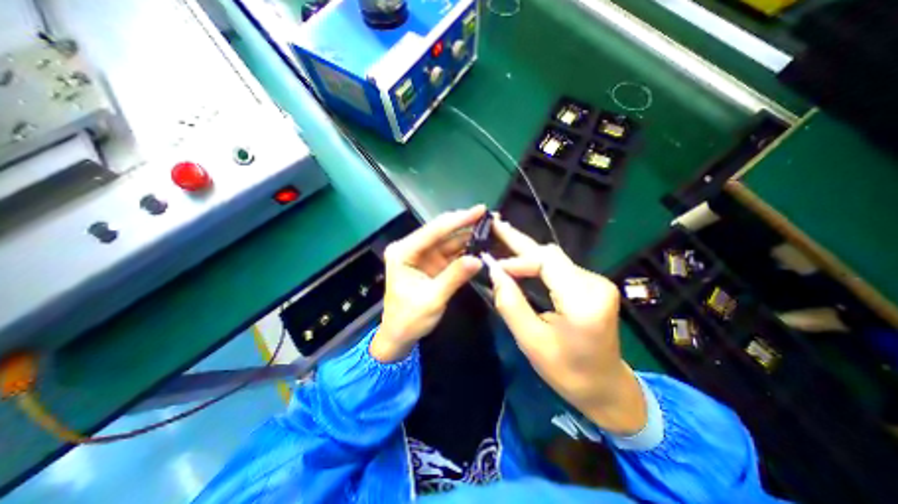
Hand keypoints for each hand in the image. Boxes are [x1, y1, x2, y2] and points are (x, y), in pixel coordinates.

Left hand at [370, 205, 487, 361]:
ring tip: (489, 228)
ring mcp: (423, 256)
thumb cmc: (408, 319)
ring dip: (468, 235)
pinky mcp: (432, 264)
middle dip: (465, 224)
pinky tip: (481, 244)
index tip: (480, 210)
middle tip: (489, 216)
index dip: (458, 220)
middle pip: (442, 232)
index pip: (434, 231)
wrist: (399, 336)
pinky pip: (451, 253)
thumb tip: (479, 259)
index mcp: (403, 252)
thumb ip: (454, 277)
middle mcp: (412, 249)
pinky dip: (466, 249)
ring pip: (448, 241)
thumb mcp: (432, 299)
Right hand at [485, 218, 645, 433]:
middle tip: (495, 225)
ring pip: (553, 258)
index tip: (492, 267)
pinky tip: (519, 257)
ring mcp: (596, 282)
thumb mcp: (532, 342)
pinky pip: (559, 267)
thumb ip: (511, 304)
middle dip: (519, 242)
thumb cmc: (568, 372)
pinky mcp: (591, 285)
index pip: (546, 262)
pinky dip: (535, 262)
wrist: (606, 388)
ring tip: (502, 237)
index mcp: (584, 301)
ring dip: (525, 252)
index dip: (516, 260)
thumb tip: (494, 272)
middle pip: (551, 254)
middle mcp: (595, 283)